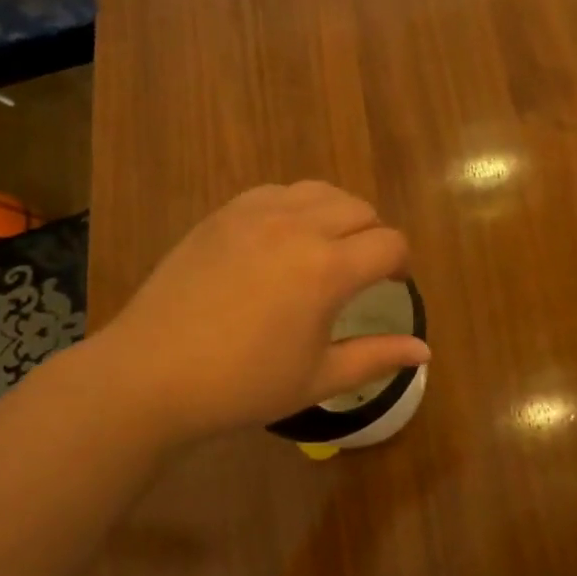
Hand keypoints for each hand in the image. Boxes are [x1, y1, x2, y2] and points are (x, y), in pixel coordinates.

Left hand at [90, 182, 430, 443]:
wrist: (151, 374)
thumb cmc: (243, 385)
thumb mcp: (317, 378)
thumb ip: (376, 357)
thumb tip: (425, 350)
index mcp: (328, 269)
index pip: (389, 244)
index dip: (401, 264)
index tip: (394, 284)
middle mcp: (298, 227)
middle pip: (360, 208)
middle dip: (374, 235)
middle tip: (363, 269)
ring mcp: (256, 213)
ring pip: (320, 191)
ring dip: (338, 213)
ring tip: (328, 245)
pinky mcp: (223, 214)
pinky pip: (277, 191)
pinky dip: (296, 206)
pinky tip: (283, 237)